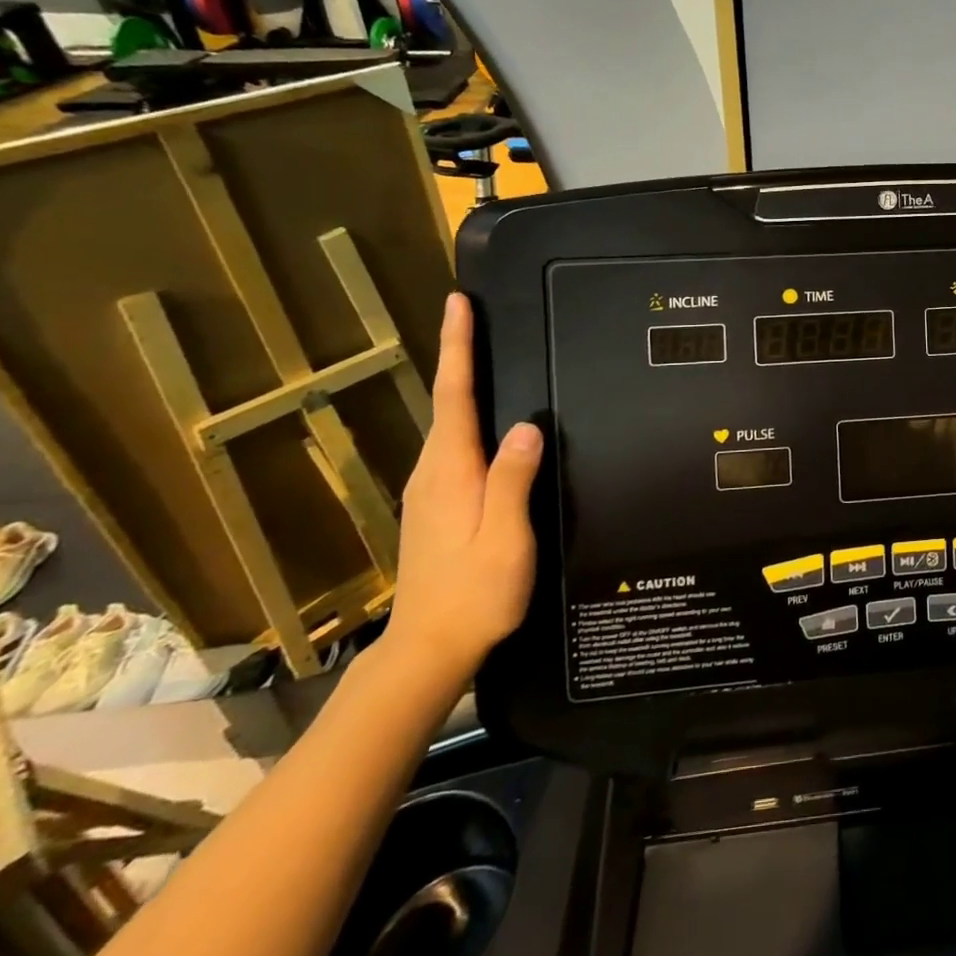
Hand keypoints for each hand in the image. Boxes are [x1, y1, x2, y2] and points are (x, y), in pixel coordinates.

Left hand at [379, 293, 538, 692]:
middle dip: (458, 355)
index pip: (456, 396)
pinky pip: (454, 446)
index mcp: (451, 472)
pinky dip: (466, 417)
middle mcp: (432, 472)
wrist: (428, 650)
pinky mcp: (435, 506)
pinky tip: (487, 423)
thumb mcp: (505, 538)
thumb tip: (527, 426)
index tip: (457, 305)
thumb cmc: (474, 594)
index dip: (457, 348)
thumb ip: (513, 480)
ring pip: (449, 424)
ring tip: (483, 354)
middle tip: (474, 315)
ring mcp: (429, 490)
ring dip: (462, 384)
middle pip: (448, 402)